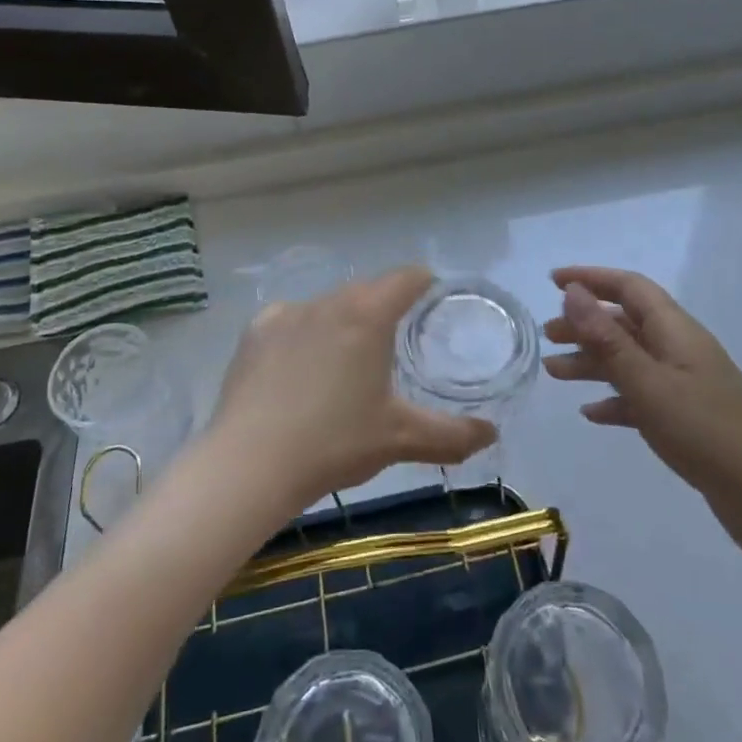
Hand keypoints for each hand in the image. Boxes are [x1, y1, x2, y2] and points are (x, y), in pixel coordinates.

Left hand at [210, 266, 497, 512]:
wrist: (250, 464)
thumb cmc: (335, 442)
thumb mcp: (399, 438)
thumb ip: (451, 434)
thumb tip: (491, 434)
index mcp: (368, 314)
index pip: (406, 277)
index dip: (424, 283)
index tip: (432, 299)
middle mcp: (328, 301)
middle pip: (366, 290)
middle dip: (384, 308)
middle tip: (393, 343)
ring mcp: (287, 313)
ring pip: (328, 305)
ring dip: (343, 322)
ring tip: (345, 362)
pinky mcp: (255, 331)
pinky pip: (290, 320)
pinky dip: (303, 334)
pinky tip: (299, 369)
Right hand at [544, 266, 741, 551]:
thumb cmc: (706, 432)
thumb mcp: (647, 382)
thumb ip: (607, 338)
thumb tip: (573, 292)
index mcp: (675, 330)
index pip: (629, 287)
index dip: (591, 278)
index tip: (553, 281)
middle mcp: (680, 348)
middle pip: (626, 322)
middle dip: (584, 323)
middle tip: (546, 337)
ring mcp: (686, 384)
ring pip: (630, 359)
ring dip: (592, 361)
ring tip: (554, 373)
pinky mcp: (688, 418)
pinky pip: (642, 395)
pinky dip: (614, 399)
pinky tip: (591, 415)